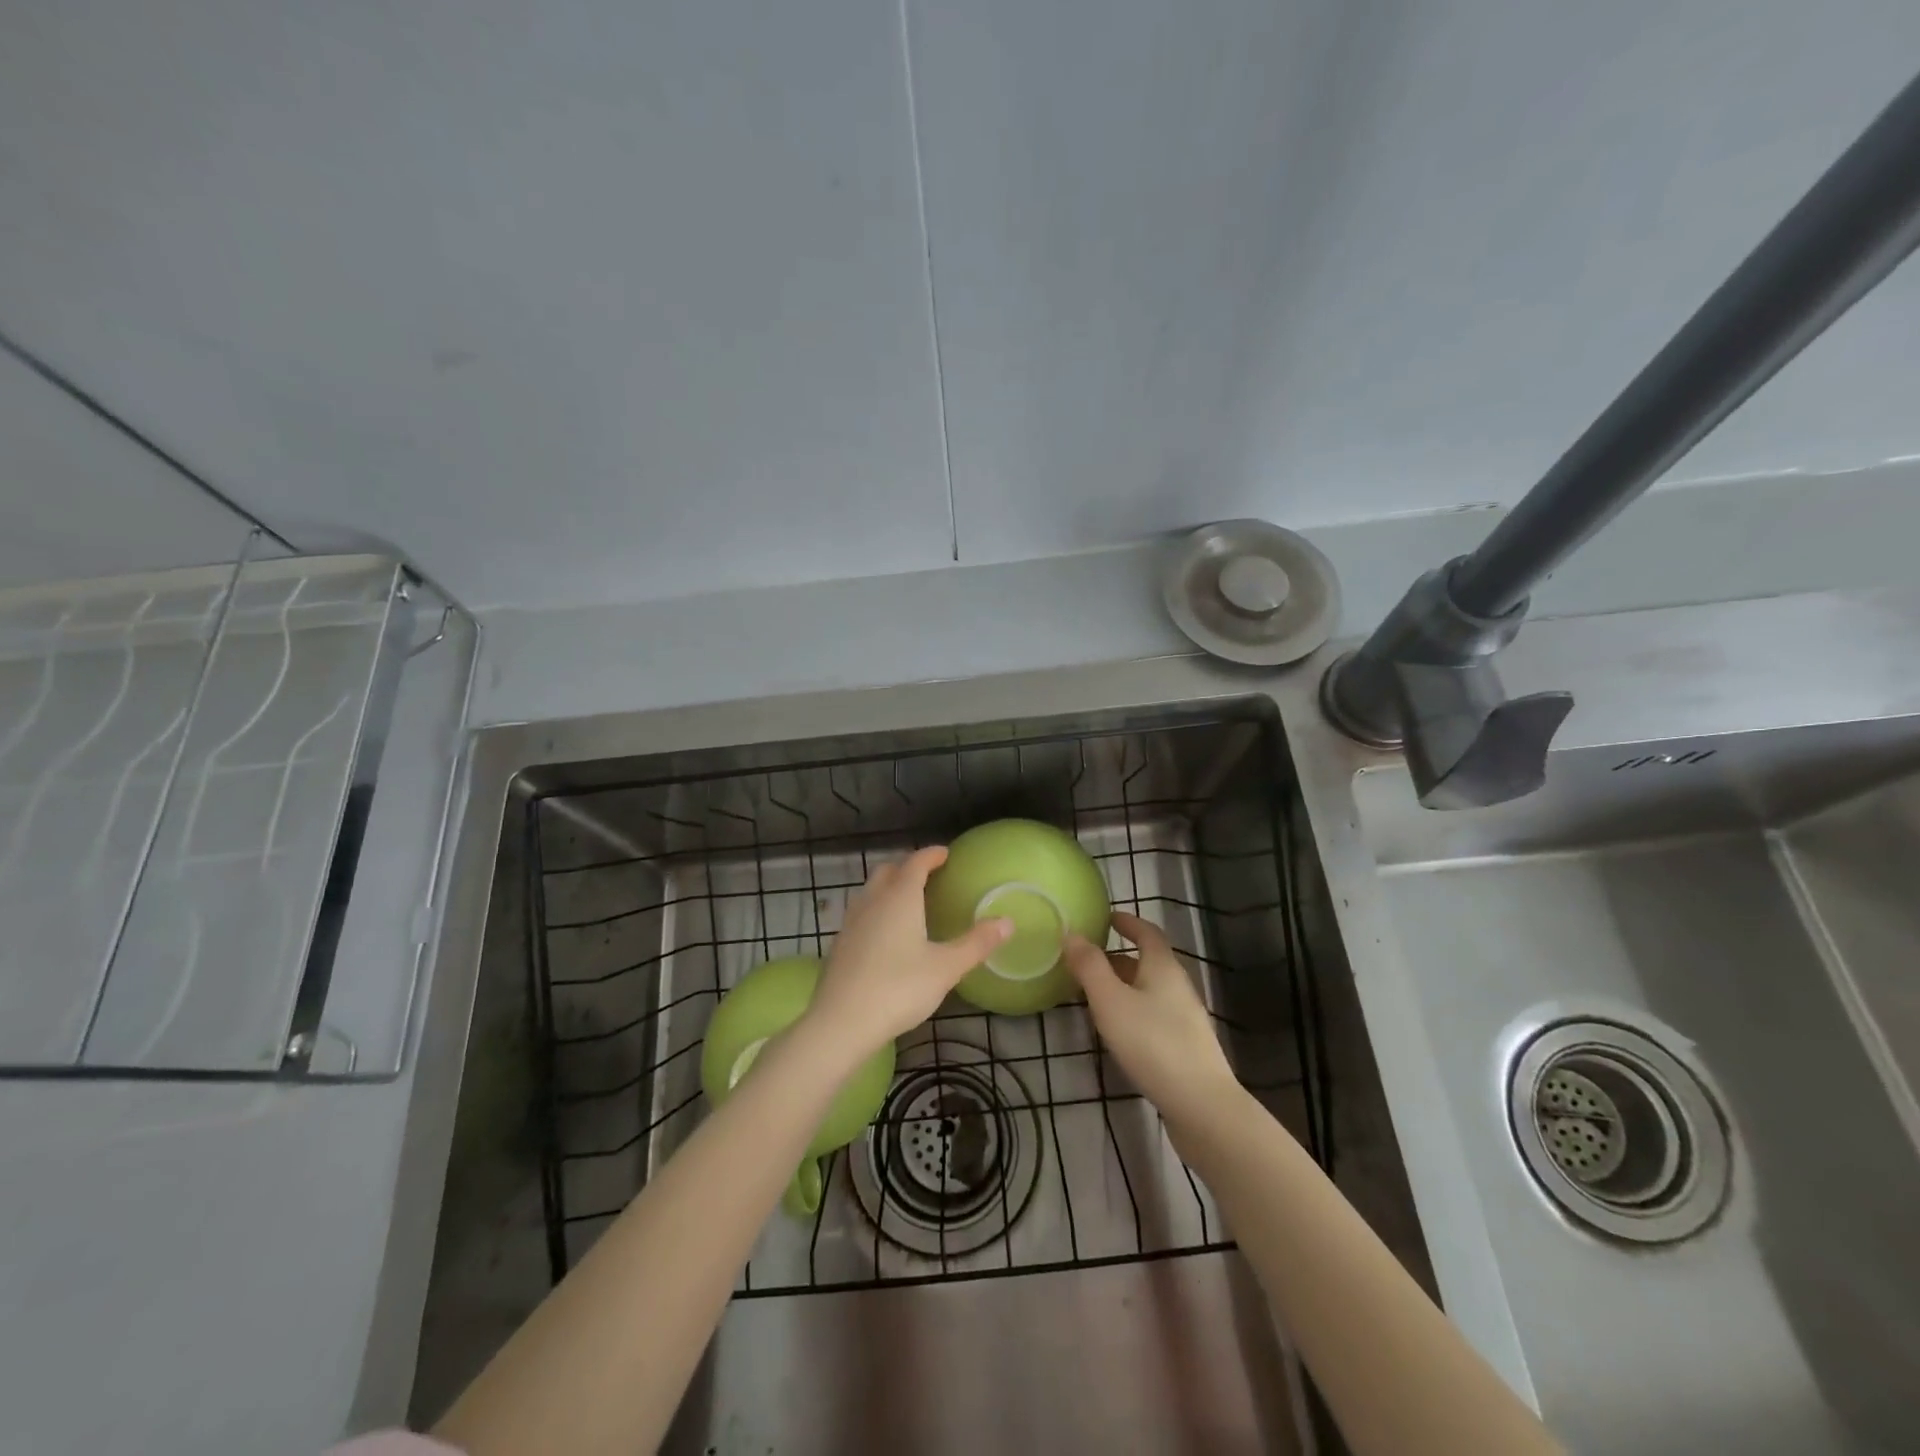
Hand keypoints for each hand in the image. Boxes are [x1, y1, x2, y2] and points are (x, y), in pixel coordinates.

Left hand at [802, 847, 1010, 1065]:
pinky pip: (861, 912)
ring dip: (889, 886)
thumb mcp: (946, 968)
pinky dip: (876, 909)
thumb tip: (1008, 922)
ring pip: (871, 890)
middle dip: (908, 867)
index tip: (945, 853)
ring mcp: (851, 921)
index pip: (916, 863)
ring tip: (908, 901)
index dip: (931, 855)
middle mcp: (873, 900)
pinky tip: (885, 933)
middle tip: (928, 875)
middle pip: (888, 870)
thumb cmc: (898, 989)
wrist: (841, 1022)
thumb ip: (976, 943)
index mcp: (900, 897)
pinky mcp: (840, 943)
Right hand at [1064, 911, 1238, 1125]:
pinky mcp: (1185, 1047)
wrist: (1202, 1106)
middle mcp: (1178, 986)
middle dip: (1117, 958)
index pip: (1147, 932)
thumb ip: (1089, 966)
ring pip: (1149, 991)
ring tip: (1093, 996)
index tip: (1107, 918)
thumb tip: (1073, 933)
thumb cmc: (1152, 1043)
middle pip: (1148, 962)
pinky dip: (1132, 1010)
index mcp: (1163, 967)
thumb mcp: (1111, 1001)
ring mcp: (1185, 1018)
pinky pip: (1154, 1015)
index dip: (1128, 922)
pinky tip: (1118, 1032)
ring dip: (1123, 986)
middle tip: (1086, 962)